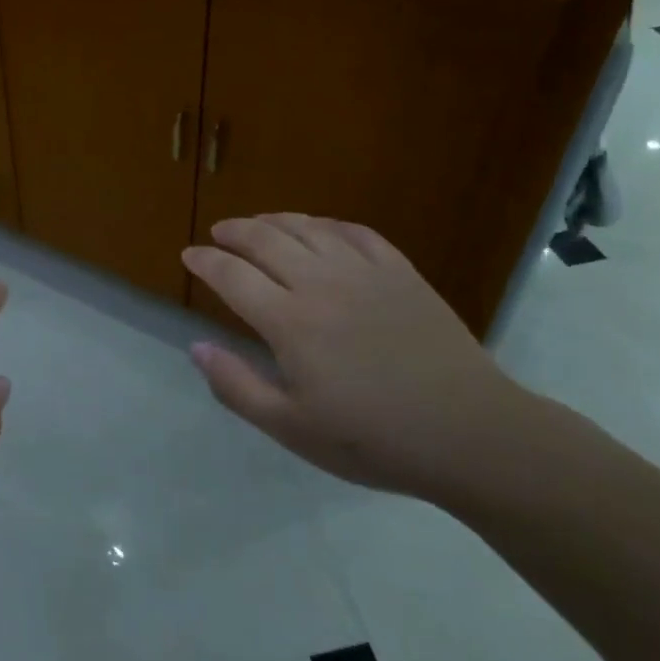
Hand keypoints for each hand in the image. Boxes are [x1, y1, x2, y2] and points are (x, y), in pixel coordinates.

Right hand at [181, 215, 530, 499]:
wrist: (470, 434)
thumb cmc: (374, 440)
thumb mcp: (294, 429)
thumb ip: (237, 387)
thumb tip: (196, 347)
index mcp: (289, 322)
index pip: (232, 276)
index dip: (205, 261)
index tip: (189, 255)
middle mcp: (320, 284)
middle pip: (264, 240)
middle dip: (233, 231)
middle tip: (218, 233)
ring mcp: (363, 272)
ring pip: (307, 227)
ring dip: (274, 220)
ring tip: (258, 225)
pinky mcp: (400, 271)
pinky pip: (354, 232)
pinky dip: (326, 224)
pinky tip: (319, 230)